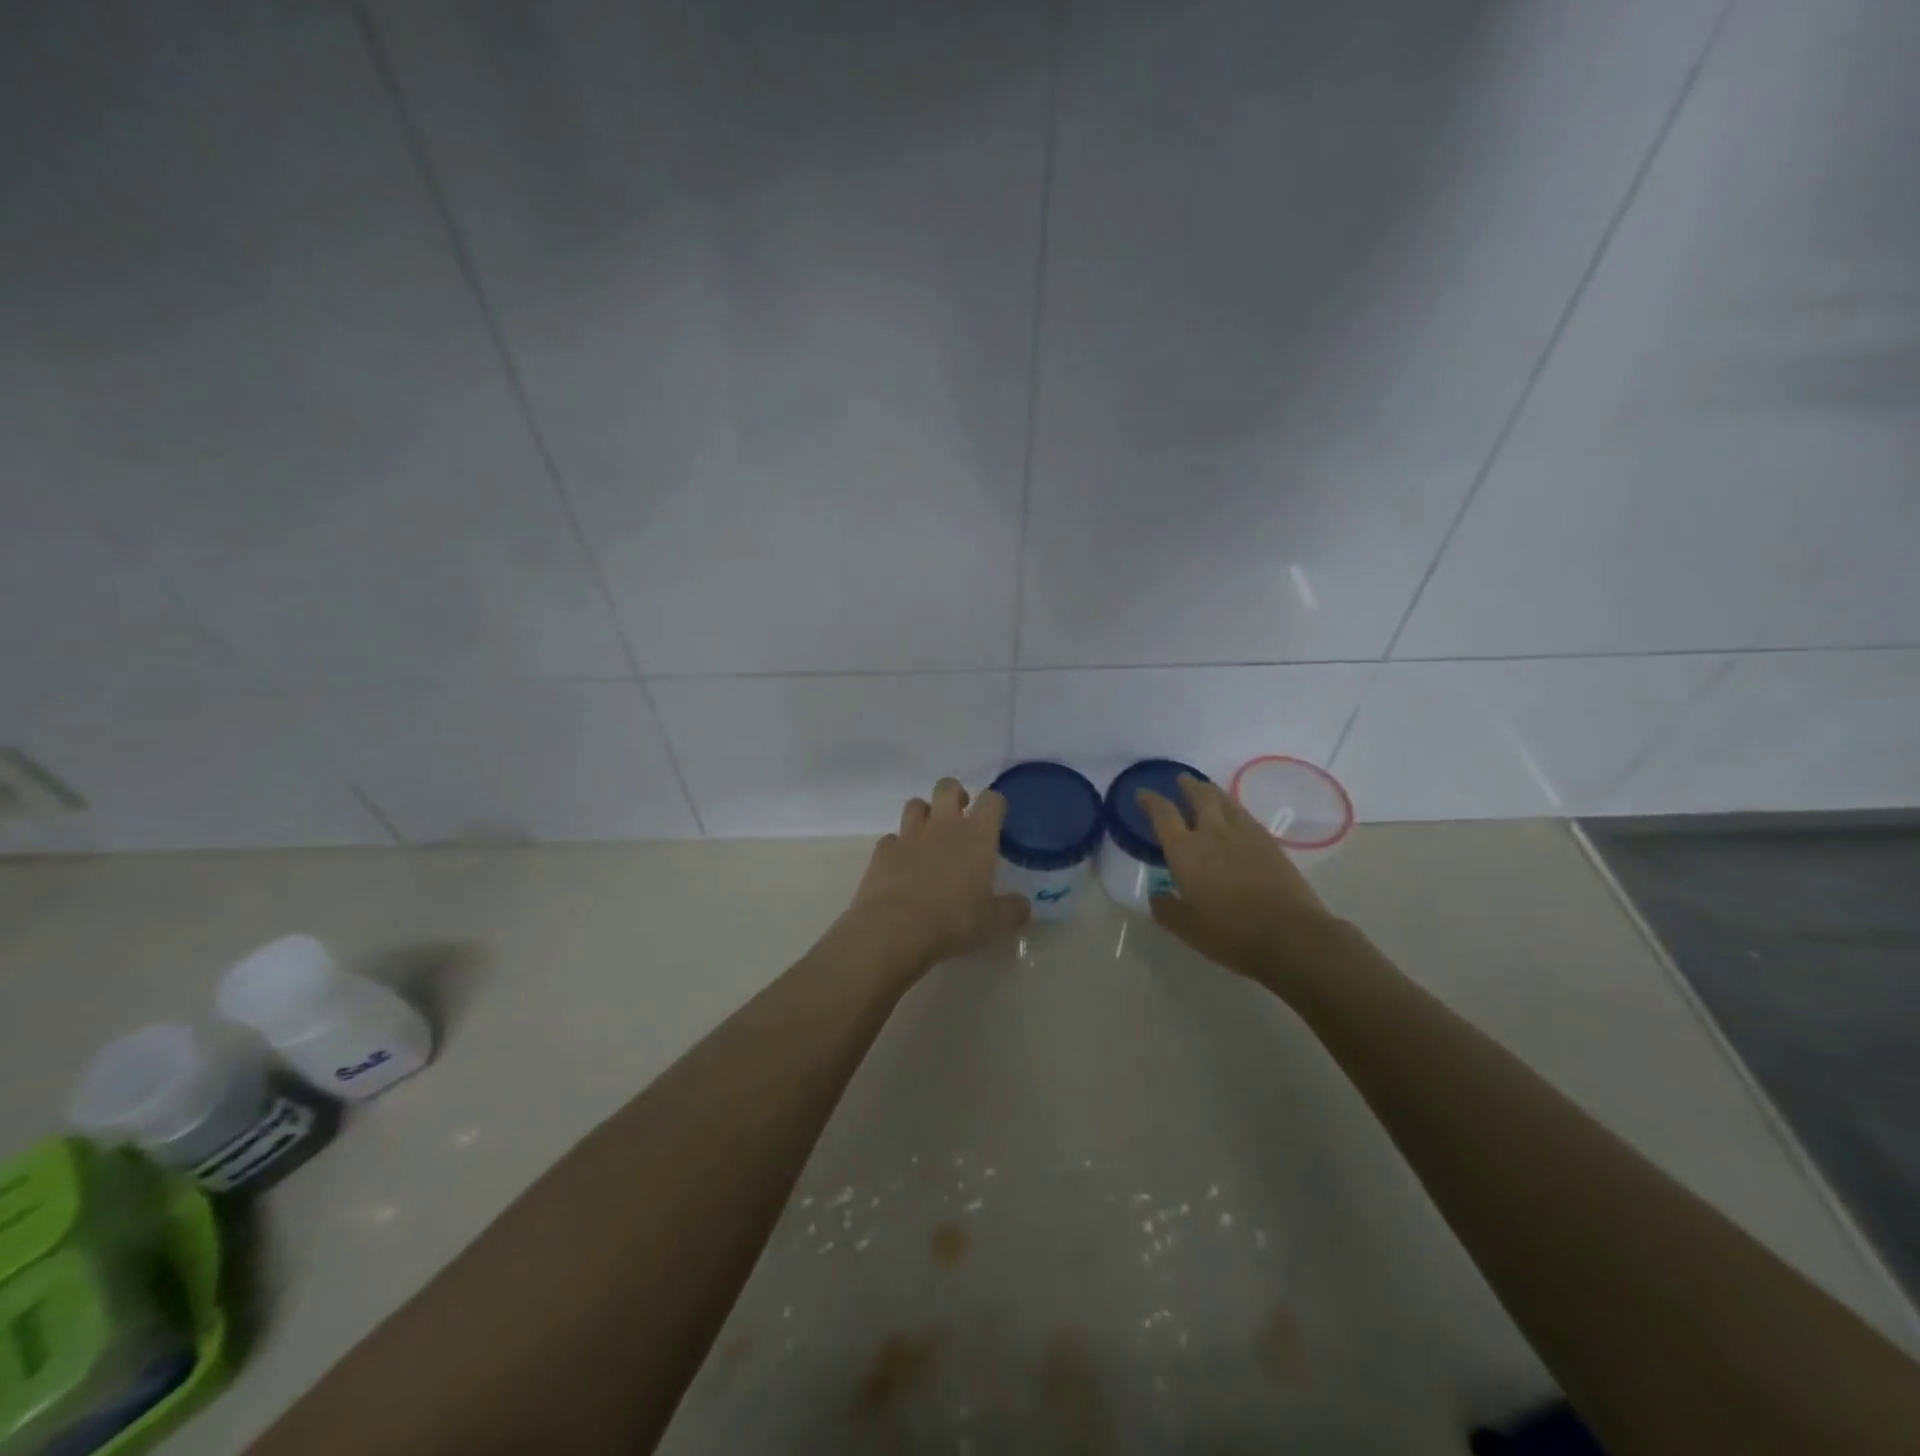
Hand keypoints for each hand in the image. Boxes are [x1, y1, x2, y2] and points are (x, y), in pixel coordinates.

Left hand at [841, 777, 1030, 975]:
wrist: (895, 930)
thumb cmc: (953, 922)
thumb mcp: (993, 923)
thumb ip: (1012, 910)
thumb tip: (1022, 905)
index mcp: (976, 837)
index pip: (991, 800)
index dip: (994, 804)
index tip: (995, 818)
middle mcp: (943, 826)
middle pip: (948, 787)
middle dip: (955, 795)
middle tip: (960, 816)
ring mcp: (909, 835)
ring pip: (915, 804)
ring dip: (924, 814)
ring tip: (929, 836)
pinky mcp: (883, 851)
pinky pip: (891, 837)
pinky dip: (898, 846)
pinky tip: (902, 864)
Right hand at [1137, 774, 1342, 994]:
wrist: (1292, 935)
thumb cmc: (1232, 933)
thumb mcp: (1188, 929)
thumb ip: (1167, 910)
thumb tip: (1158, 896)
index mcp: (1185, 851)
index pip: (1163, 814)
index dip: (1150, 800)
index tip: (1142, 794)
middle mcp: (1212, 833)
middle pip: (1199, 796)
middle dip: (1187, 785)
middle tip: (1181, 780)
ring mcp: (1244, 834)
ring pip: (1225, 800)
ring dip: (1211, 791)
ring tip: (1206, 790)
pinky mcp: (1269, 842)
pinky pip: (1245, 814)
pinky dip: (1233, 808)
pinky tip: (1234, 816)